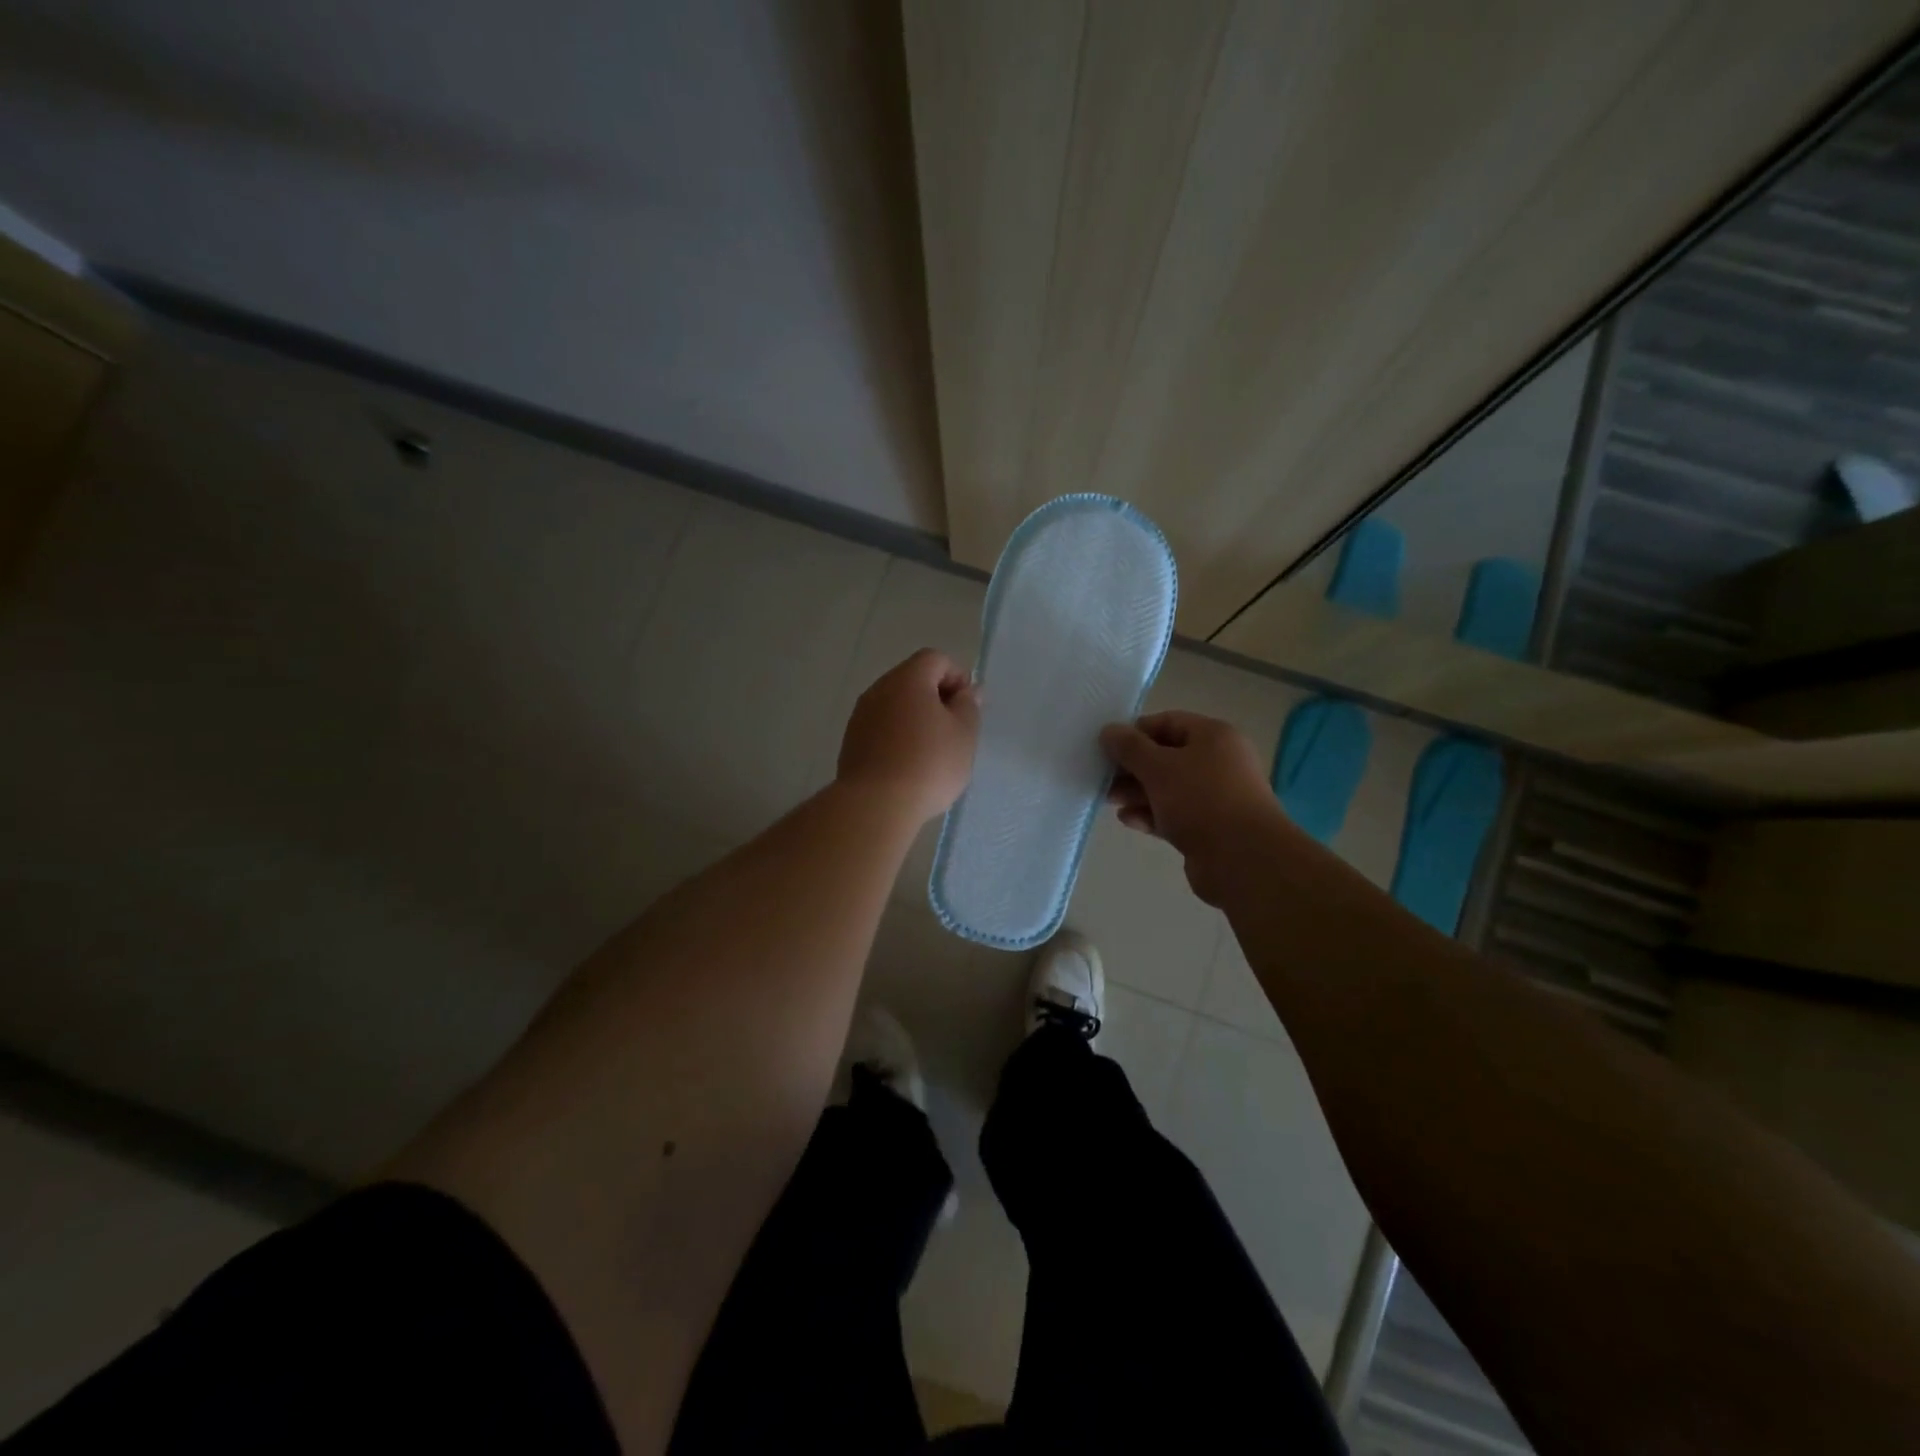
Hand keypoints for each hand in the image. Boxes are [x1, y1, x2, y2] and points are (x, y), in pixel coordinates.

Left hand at [838, 649, 980, 822]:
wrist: (876, 804)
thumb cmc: (929, 764)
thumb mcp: (964, 734)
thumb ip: (969, 706)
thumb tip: (968, 691)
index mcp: (908, 679)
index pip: (935, 659)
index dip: (957, 677)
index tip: (967, 708)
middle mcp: (879, 689)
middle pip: (912, 679)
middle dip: (936, 698)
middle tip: (953, 730)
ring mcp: (860, 716)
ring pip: (895, 705)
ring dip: (915, 719)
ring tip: (931, 752)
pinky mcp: (851, 742)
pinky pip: (881, 727)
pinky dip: (897, 736)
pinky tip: (908, 765)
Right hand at [1101, 711, 1289, 904]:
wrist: (1243, 859)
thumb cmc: (1201, 799)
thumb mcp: (1158, 767)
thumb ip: (1130, 747)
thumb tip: (1108, 730)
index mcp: (1214, 737)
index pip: (1168, 722)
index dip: (1136, 732)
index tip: (1108, 747)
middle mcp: (1218, 762)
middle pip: (1166, 756)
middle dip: (1132, 767)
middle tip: (1104, 778)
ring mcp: (1215, 797)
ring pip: (1168, 788)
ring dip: (1137, 792)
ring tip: (1110, 800)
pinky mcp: (1208, 828)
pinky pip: (1173, 814)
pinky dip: (1151, 814)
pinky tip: (1129, 821)